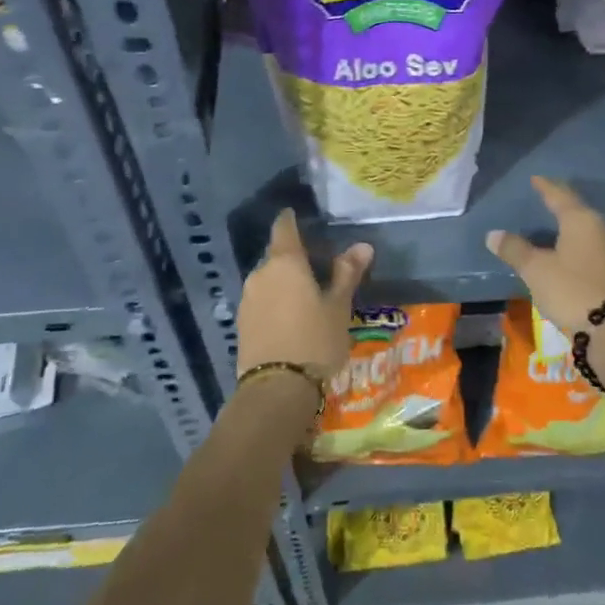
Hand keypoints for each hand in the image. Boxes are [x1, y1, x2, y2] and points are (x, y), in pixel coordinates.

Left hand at [236, 210, 372, 384]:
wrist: (277, 389)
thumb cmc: (315, 340)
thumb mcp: (338, 306)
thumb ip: (347, 273)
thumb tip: (362, 246)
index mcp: (285, 262)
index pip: (283, 228)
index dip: (290, 220)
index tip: (297, 215)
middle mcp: (260, 274)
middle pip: (276, 255)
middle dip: (293, 257)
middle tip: (316, 265)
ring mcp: (247, 299)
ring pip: (267, 280)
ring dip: (283, 282)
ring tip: (305, 294)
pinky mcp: (241, 323)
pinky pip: (261, 301)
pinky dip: (274, 301)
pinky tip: (289, 317)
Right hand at [485, 177, 604, 334]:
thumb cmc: (570, 290)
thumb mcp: (536, 269)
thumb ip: (515, 249)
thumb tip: (493, 234)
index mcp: (581, 220)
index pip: (560, 196)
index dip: (546, 187)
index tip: (535, 179)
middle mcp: (601, 228)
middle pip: (577, 209)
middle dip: (560, 203)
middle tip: (544, 197)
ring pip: (587, 228)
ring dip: (570, 223)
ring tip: (555, 222)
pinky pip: (593, 245)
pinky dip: (578, 241)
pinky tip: (569, 249)